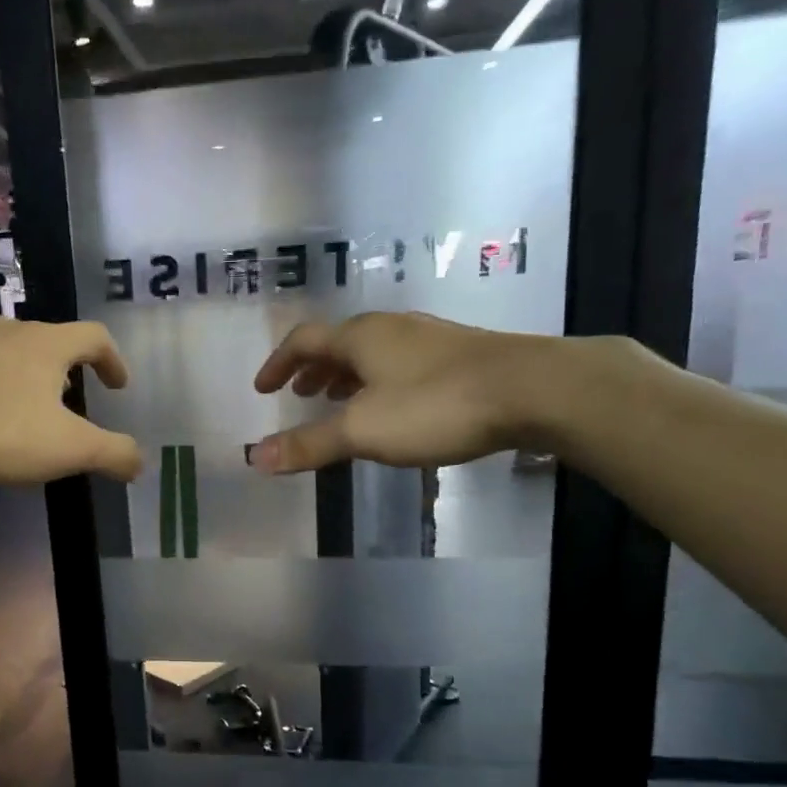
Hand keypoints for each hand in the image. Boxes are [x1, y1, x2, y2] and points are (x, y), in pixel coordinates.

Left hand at [0, 316, 142, 482]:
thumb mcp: (66, 449)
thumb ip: (112, 453)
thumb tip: (140, 461)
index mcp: (47, 344)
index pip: (95, 337)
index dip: (113, 360)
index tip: (118, 386)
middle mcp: (8, 329)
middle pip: (50, 341)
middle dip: (67, 371)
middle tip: (70, 404)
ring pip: (8, 351)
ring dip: (24, 376)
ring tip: (22, 411)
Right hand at [249, 313, 579, 472]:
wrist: (532, 389)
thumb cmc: (435, 405)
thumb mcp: (363, 431)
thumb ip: (309, 444)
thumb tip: (254, 458)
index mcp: (360, 337)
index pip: (304, 341)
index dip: (278, 364)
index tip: (264, 388)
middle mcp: (391, 328)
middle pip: (339, 342)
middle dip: (313, 369)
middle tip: (300, 394)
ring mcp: (428, 338)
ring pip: (373, 352)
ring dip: (347, 374)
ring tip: (339, 399)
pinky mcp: (459, 355)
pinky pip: (401, 363)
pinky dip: (379, 381)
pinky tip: (394, 406)